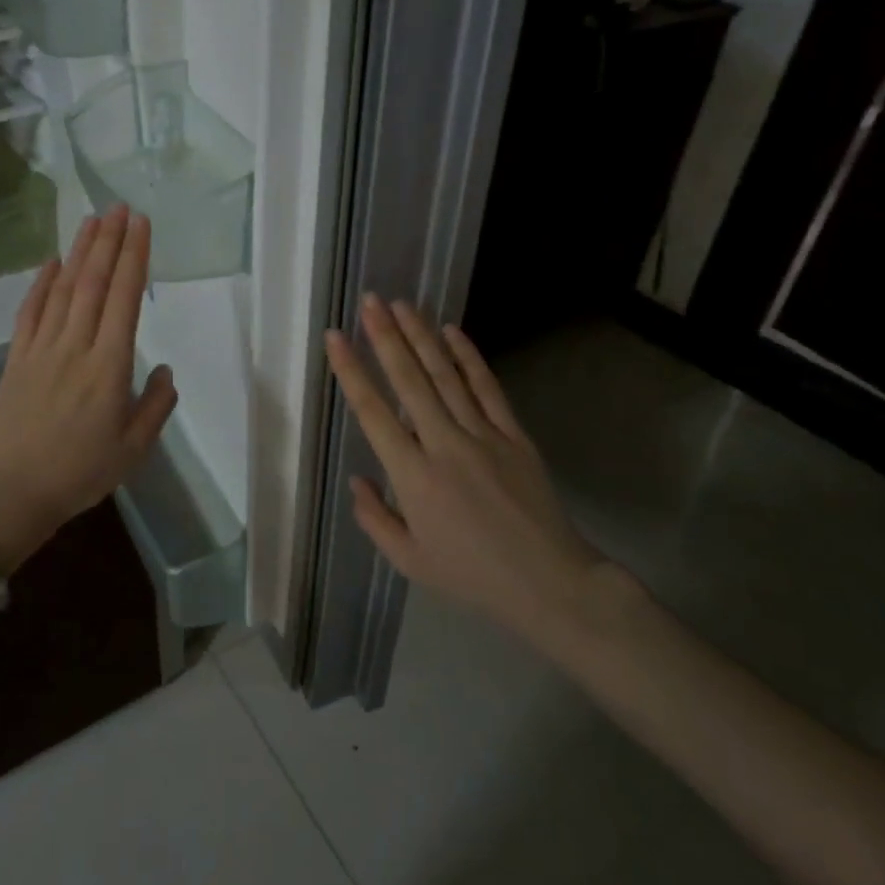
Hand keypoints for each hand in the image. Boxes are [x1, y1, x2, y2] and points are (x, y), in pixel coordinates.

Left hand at [0, 205, 177, 572]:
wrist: (13, 492)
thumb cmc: (80, 473)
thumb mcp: (133, 449)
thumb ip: (155, 406)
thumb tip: (165, 371)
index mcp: (109, 366)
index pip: (125, 298)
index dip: (134, 257)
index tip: (142, 225)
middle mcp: (76, 346)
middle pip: (95, 282)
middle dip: (109, 240)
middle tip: (120, 207)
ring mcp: (42, 348)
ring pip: (64, 288)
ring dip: (80, 251)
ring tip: (92, 220)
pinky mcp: (17, 357)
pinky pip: (30, 310)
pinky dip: (42, 282)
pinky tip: (52, 262)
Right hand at [324, 294, 616, 648]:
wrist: (549, 583)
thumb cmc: (471, 575)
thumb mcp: (409, 561)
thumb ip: (375, 519)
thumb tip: (358, 479)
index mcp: (412, 476)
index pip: (373, 412)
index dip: (351, 371)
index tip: (335, 337)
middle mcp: (443, 445)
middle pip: (409, 381)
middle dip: (386, 336)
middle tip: (369, 300)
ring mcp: (483, 436)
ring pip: (445, 375)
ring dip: (420, 336)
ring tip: (401, 304)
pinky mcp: (514, 435)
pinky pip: (487, 388)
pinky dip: (468, 357)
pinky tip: (451, 331)